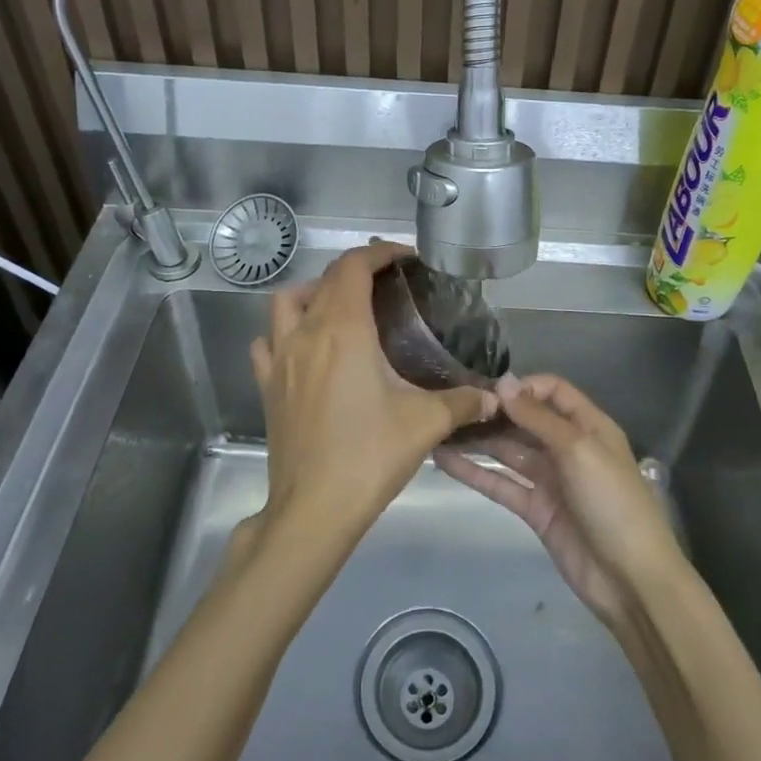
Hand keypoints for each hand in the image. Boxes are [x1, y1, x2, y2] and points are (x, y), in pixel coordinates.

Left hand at [249, 242, 494, 547]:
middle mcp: (306, 333)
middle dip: (356, 270)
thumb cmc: (369, 455)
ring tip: (342, 309)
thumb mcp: (425, 423)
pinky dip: (283, 333)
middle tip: (387, 285)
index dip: (379, 252)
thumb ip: (463, 401)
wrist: (313, 508)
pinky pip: (267, 343)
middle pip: (325, 279)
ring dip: (314, 293)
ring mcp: (280, 359)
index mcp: (343, 330)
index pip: (354, 266)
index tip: (405, 258)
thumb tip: (493, 397)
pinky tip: (305, 349)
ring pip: (286, 303)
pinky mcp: (268, 387)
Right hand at [436, 374, 685, 624]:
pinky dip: (475, 473)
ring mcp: (550, 479)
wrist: (630, 578)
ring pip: (509, 452)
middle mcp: (568, 447)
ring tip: (440, 428)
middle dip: (494, 412)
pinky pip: (502, 484)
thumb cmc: (612, 501)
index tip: (488, 391)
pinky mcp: (535, 509)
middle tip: (453, 406)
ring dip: (479, 440)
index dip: (522, 387)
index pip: (552, 391)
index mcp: (588, 426)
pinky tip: (444, 461)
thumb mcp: (578, 449)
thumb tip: (503, 381)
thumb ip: (538, 417)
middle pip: (526, 420)